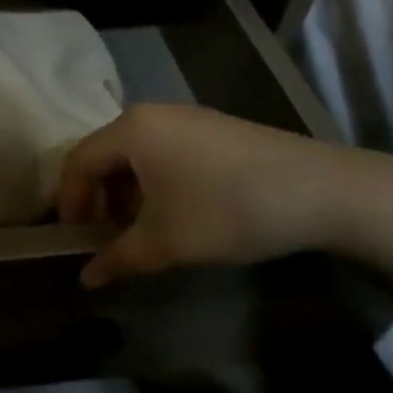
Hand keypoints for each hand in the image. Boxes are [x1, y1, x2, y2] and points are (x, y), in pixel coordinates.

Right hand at [55, 103, 376, 287]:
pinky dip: (155, 183)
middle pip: (106, 155)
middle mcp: (153, 114)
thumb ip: (118, 259)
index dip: (68, 202)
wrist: (324, 192)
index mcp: (131, 130)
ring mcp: (188, 119)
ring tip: (138, 232)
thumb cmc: (227, 210)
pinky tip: (175, 214)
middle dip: (97, 199)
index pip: (78, 161)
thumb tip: (86, 279)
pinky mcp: (216, 130)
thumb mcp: (166, 242)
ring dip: (127, 194)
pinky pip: (165, 153)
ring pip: (137, 155)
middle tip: (103, 238)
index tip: (73, 240)